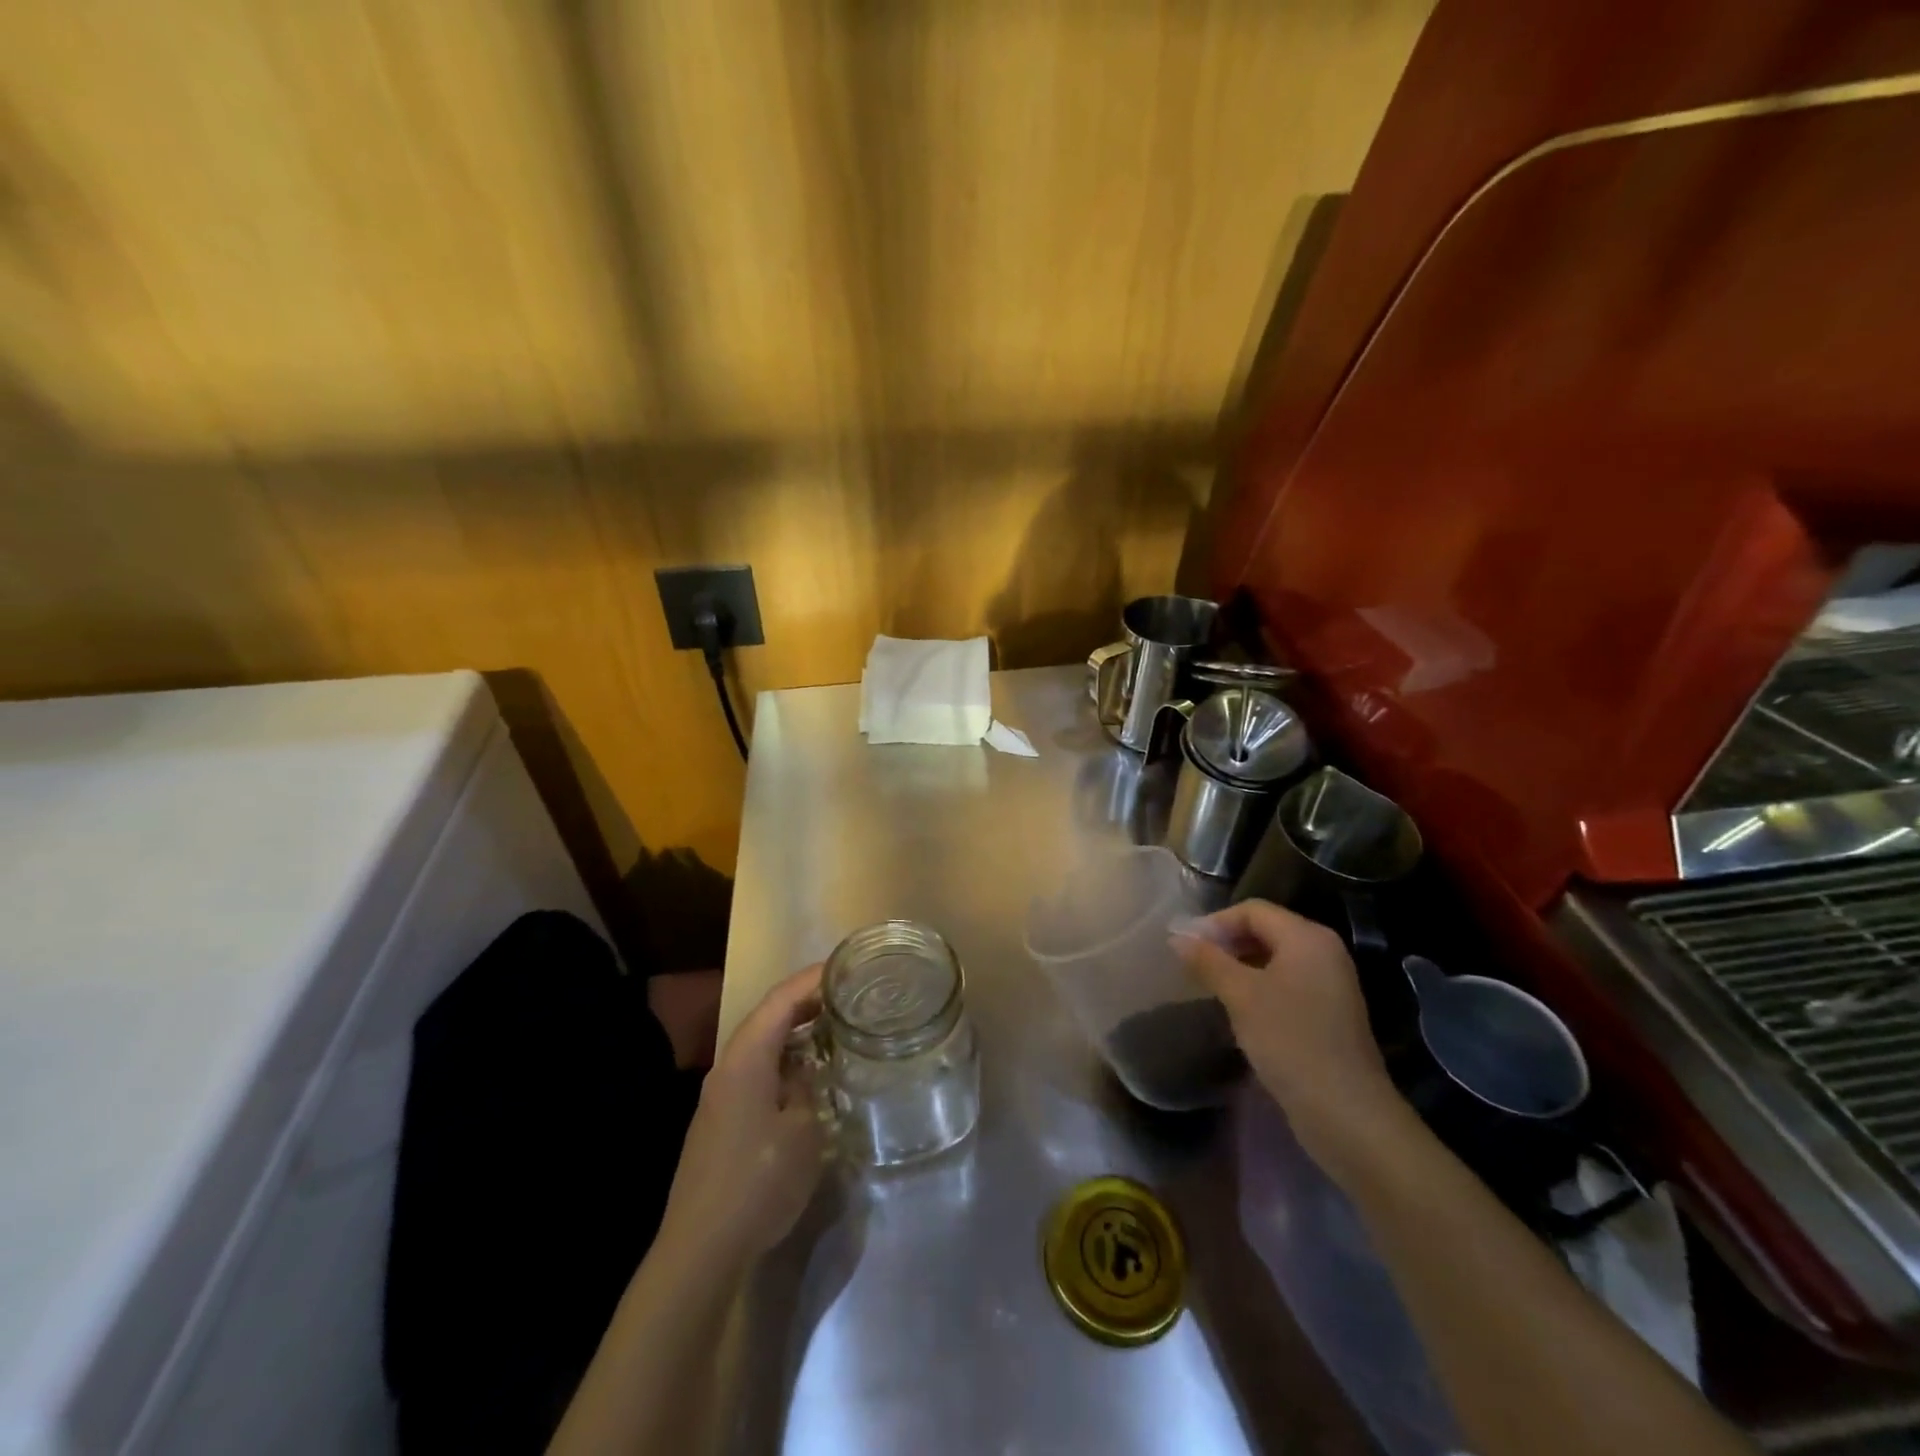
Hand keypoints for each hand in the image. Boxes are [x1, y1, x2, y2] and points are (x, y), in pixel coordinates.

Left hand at [657, 964, 826, 1265]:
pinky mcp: (721, 1121)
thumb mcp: (802, 1131)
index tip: (847, 967)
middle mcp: (728, 1067)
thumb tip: (806, 1071)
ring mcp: (720, 1095)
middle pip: (768, 1017)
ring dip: (796, 1032)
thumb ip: (807, 1088)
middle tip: (848, 995)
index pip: (780, 999)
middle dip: (807, 1001)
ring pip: (762, 1045)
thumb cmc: (757, 1181)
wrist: (700, 1249)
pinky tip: (808, 1075)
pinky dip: (785, 1060)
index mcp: (746, 1058)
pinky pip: (757, 1071)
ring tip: (835, 1028)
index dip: (813, 978)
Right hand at [1173, 900, 1407, 1175]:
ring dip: (1239, 966)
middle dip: (1226, 943)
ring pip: (1274, 959)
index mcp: (1307, 937)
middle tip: (1192, 964)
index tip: (1184, 946)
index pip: (1252, 910)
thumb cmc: (1290, 1041)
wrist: (1345, 1113)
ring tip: (1208, 985)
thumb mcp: (1241, 996)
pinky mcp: (1329, 1013)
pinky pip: (1286, 983)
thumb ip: (1208, 961)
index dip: (1215, 922)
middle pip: (1265, 930)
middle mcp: (1323, 952)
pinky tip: (1236, 1009)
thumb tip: (1177, 937)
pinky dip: (1258, 986)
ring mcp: (1330, 984)